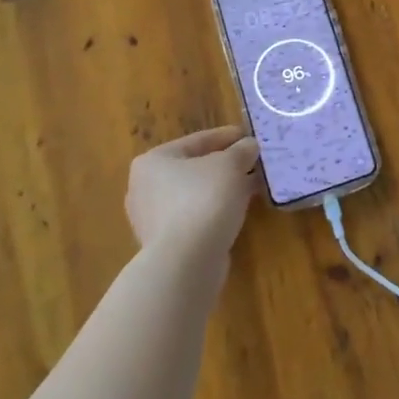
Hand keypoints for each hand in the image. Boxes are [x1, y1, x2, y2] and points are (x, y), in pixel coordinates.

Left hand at [126, 126, 260, 264]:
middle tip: (254, 161)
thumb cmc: (204, 199)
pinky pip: (196, 216)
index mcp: (153, 161)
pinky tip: (240, 208)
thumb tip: (249, 146)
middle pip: (195, 168)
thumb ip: (242, 150)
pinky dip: (217, 209)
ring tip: (253, 184)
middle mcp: (145, 187)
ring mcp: (152, 219)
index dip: (227, 136)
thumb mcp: (230, 164)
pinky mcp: (166, 243)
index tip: (250, 136)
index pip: (197, 140)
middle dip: (226, 165)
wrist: (186, 261)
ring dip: (224, 188)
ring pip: (197, 193)